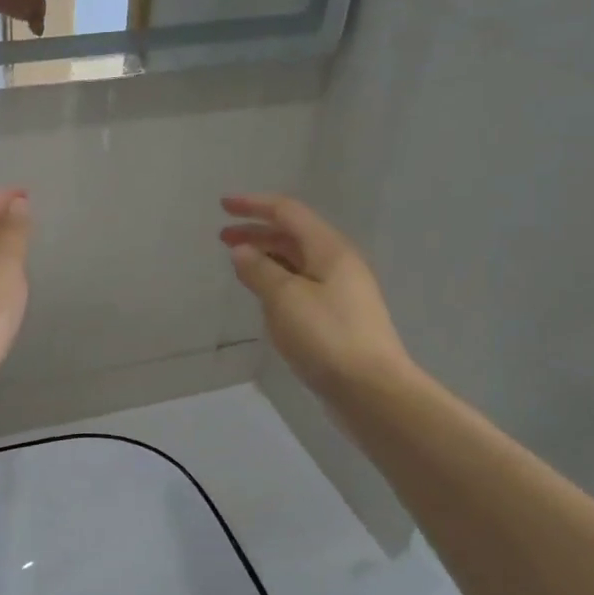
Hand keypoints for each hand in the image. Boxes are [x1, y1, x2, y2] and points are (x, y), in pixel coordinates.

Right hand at [220, 194, 413, 397]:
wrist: (370, 388)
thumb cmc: (326, 337)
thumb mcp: (285, 299)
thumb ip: (260, 270)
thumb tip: (242, 250)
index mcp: (329, 250)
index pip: (288, 213)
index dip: (254, 205)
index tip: (223, 206)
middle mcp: (338, 263)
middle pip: (294, 236)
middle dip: (257, 232)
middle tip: (223, 238)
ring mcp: (341, 291)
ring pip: (298, 262)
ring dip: (267, 257)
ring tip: (239, 265)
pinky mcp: (337, 317)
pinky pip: (302, 285)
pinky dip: (278, 280)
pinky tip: (263, 295)